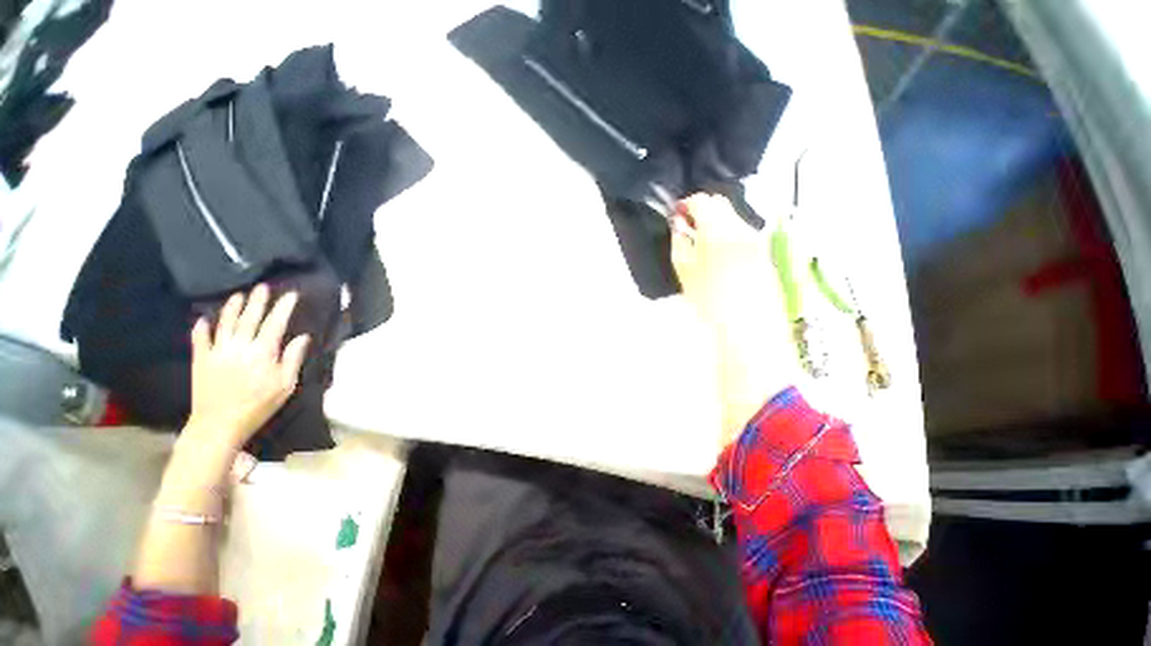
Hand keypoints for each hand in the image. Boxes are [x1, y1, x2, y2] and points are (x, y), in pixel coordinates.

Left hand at [186, 285, 310, 451]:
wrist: (218, 425)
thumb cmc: (258, 406)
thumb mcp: (285, 385)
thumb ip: (292, 359)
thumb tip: (302, 337)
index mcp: (263, 352)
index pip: (275, 323)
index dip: (283, 307)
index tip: (291, 294)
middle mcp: (239, 346)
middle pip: (249, 318)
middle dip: (257, 301)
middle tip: (262, 287)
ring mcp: (217, 351)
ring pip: (225, 323)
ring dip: (232, 307)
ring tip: (238, 295)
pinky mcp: (200, 360)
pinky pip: (199, 339)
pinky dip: (201, 327)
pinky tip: (203, 319)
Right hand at [671, 194, 797, 444]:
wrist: (751, 341)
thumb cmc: (712, 311)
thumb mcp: (687, 277)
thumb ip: (681, 247)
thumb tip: (679, 228)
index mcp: (722, 235)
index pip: (705, 203)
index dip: (688, 205)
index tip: (676, 215)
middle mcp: (746, 233)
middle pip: (724, 207)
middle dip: (703, 213)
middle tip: (687, 230)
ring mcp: (760, 246)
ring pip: (736, 223)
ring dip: (717, 227)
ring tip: (701, 248)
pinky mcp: (766, 260)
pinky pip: (745, 239)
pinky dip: (730, 241)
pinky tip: (720, 261)